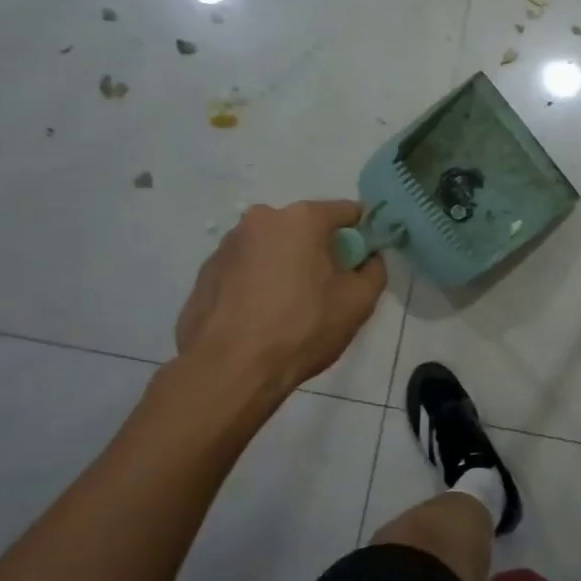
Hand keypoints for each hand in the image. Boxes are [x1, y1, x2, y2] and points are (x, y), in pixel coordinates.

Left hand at [175, 200, 385, 388]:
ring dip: (286, 266)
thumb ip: (375, 270)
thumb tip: (369, 258)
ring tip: (289, 308)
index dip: (362, 234)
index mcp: (302, 219)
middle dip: (320, 251)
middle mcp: (261, 219)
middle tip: (327, 289)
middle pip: (305, 228)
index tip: (364, 261)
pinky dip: (257, 283)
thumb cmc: (303, 328)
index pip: (347, 212)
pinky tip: (260, 316)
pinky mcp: (206, 271)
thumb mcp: (359, 302)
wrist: (230, 368)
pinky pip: (245, 269)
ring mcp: (228, 244)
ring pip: (272, 248)